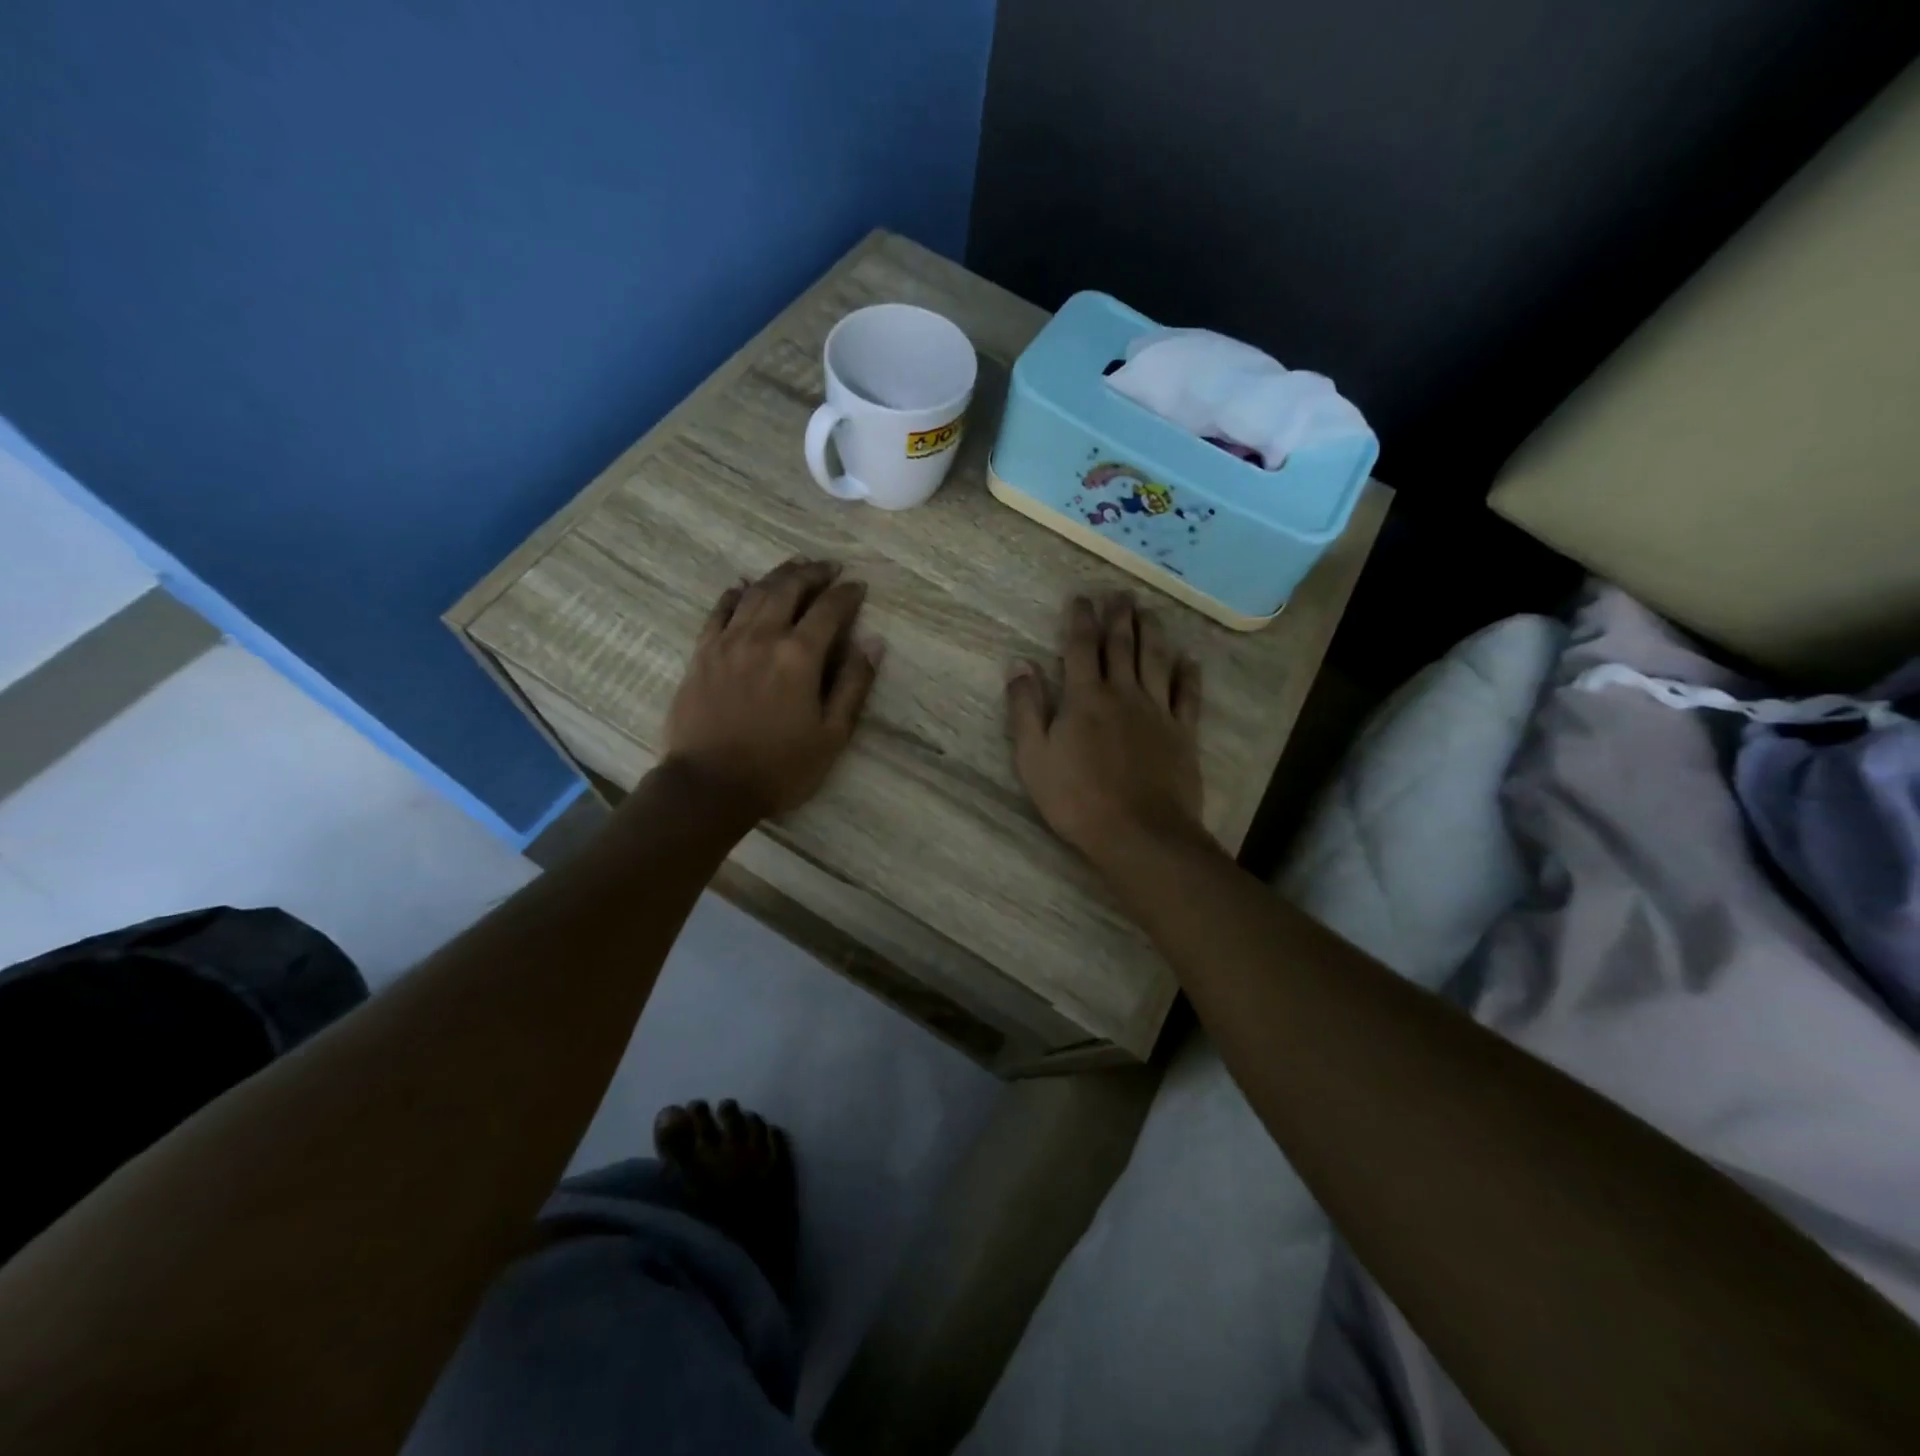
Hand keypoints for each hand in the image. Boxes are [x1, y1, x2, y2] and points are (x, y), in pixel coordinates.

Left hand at [661, 559, 881, 821]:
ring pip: (754, 592)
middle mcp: (763, 637)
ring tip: (795, 566)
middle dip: (813, 573)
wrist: (710, 786)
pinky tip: (743, 587)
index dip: (847, 594)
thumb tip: (873, 643)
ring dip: (778, 575)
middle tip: (829, 566)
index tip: (858, 585)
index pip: (829, 610)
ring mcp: (727, 641)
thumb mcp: (832, 735)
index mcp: (799, 656)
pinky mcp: (701, 653)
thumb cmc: (780, 767)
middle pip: (789, 588)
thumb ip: (853, 685)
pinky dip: (735, 593)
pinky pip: (719, 610)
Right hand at [1006, 593, 1205, 863]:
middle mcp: (1123, 693)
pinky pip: (1188, 695)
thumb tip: (1019, 664)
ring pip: (1156, 660)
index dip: (1079, 619)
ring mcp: (1158, 711)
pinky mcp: (1183, 733)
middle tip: (1119, 593)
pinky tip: (1190, 660)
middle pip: (1121, 645)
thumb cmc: (1076, 798)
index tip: (1080, 597)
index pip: (1080, 647)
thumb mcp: (1033, 757)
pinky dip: (1190, 674)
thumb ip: (1026, 708)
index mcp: (1085, 698)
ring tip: (1150, 611)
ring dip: (1152, 632)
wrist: (1139, 832)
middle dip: (1118, 616)